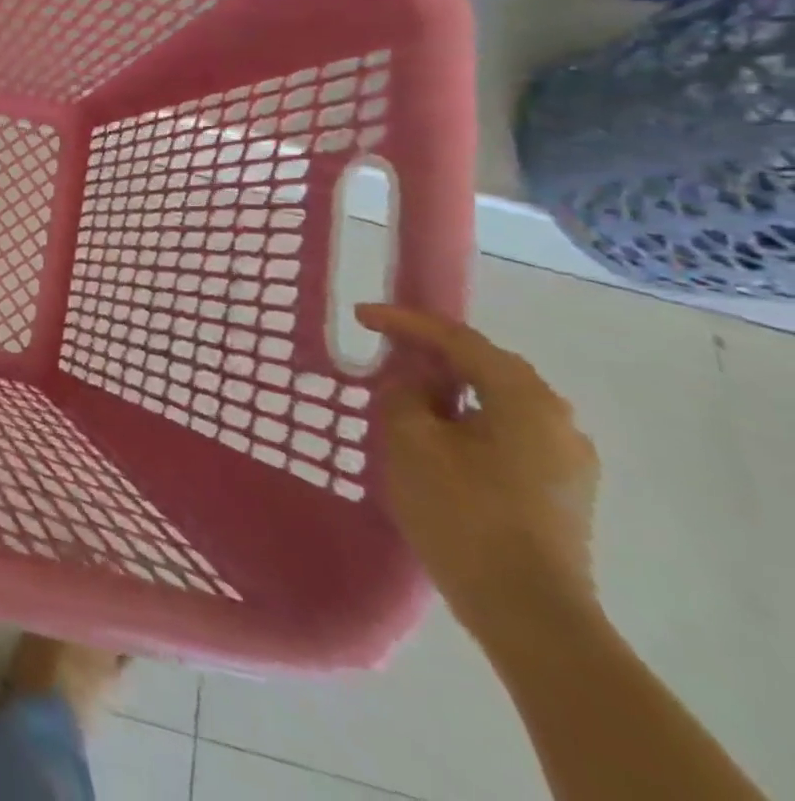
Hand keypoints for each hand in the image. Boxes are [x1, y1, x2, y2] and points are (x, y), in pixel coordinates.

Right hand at [359, 304, 600, 634]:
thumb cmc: (463, 513)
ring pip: (498, 401)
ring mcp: (567, 460)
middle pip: (487, 366)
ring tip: (406, 388)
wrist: (527, 613)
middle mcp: (557, 420)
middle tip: (385, 345)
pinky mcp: (561, 490)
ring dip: (452, 387)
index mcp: (525, 400)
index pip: (459, 340)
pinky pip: (507, 431)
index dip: (406, 322)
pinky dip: (469, 418)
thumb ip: (405, 394)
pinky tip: (439, 432)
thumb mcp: (411, 440)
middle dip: (434, 352)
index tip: (361, 315)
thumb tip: (416, 382)